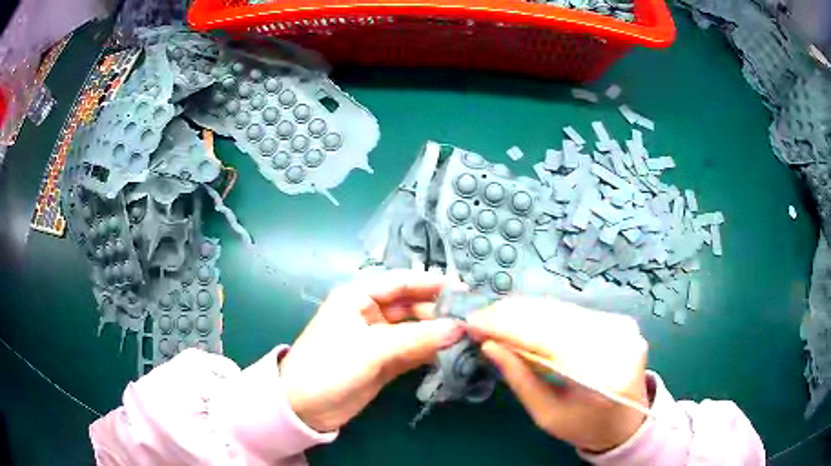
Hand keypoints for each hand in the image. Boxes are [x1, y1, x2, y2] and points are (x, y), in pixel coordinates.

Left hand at [279, 270, 465, 432]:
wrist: (304, 408)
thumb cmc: (330, 366)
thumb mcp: (372, 349)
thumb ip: (417, 338)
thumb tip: (460, 327)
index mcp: (359, 296)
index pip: (402, 282)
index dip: (433, 284)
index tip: (466, 291)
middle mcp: (370, 313)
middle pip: (412, 305)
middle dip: (439, 311)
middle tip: (472, 319)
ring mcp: (379, 339)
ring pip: (415, 329)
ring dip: (438, 332)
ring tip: (469, 336)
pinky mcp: (385, 361)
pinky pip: (413, 350)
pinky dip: (431, 351)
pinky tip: (452, 352)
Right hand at [466, 297, 648, 452]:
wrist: (627, 421)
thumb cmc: (584, 426)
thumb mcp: (546, 414)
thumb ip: (520, 379)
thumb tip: (489, 345)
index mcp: (601, 376)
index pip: (547, 340)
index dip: (507, 328)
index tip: (474, 323)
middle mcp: (617, 342)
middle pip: (556, 318)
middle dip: (512, 314)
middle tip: (479, 317)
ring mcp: (621, 327)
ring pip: (563, 310)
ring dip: (526, 311)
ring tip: (495, 316)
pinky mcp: (618, 320)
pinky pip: (574, 312)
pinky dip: (545, 313)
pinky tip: (523, 317)